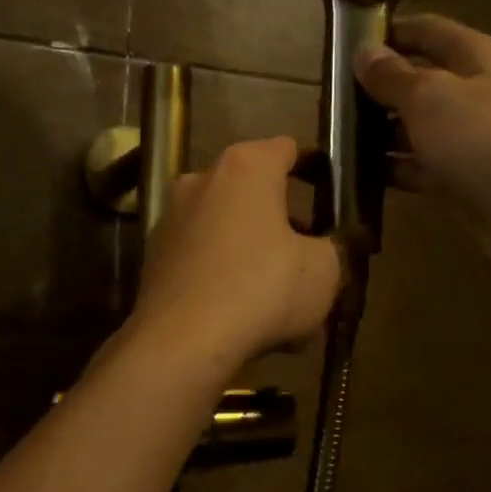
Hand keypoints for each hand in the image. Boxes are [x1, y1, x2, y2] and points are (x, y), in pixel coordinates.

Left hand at [131, 137, 341, 369]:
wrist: (181, 342)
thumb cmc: (262, 289)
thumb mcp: (324, 270)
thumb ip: (335, 248)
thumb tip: (329, 248)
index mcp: (246, 167)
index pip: (287, 149)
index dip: (315, 168)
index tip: (332, 194)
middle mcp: (202, 180)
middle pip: (254, 191)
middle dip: (283, 219)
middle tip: (310, 253)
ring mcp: (173, 217)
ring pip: (228, 227)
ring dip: (255, 250)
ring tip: (280, 295)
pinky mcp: (155, 256)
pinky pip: (205, 257)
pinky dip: (226, 274)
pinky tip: (245, 313)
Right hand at [355, 14, 490, 253]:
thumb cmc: (483, 138)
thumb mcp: (430, 97)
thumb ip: (393, 75)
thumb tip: (364, 52)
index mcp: (476, 57)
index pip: (426, 30)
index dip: (388, 32)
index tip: (344, 43)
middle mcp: (475, 92)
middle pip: (419, 79)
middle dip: (377, 87)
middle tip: (330, 96)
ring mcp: (469, 137)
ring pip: (416, 125)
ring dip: (379, 131)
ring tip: (334, 134)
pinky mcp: (461, 176)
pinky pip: (419, 164)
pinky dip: (392, 167)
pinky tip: (356, 172)